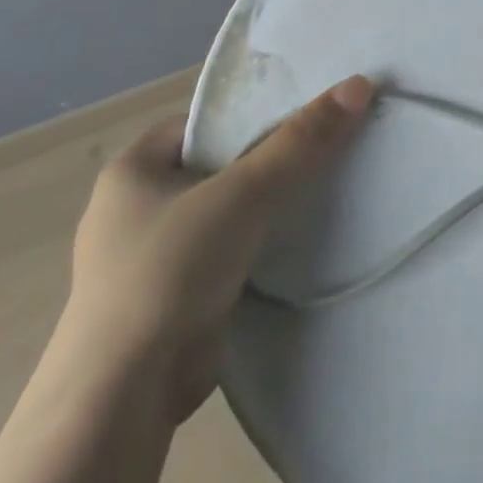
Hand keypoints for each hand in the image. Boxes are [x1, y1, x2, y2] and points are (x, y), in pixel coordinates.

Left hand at [61, 74, 374, 420]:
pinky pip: (224, 248)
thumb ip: (302, 140)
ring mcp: (149, 255)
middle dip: (269, 159)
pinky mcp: (169, 295)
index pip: (206, 122)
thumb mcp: (244, 193)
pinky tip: (294, 238)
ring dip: (266, 203)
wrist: (123, 398)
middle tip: (325, 149)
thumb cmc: (170, 271)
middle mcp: (134, 207)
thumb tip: (359, 84)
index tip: (307, 117)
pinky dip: (256, 241)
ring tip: (321, 188)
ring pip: (225, 208)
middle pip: (220, 163)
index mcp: (132, 170)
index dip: (256, 114)